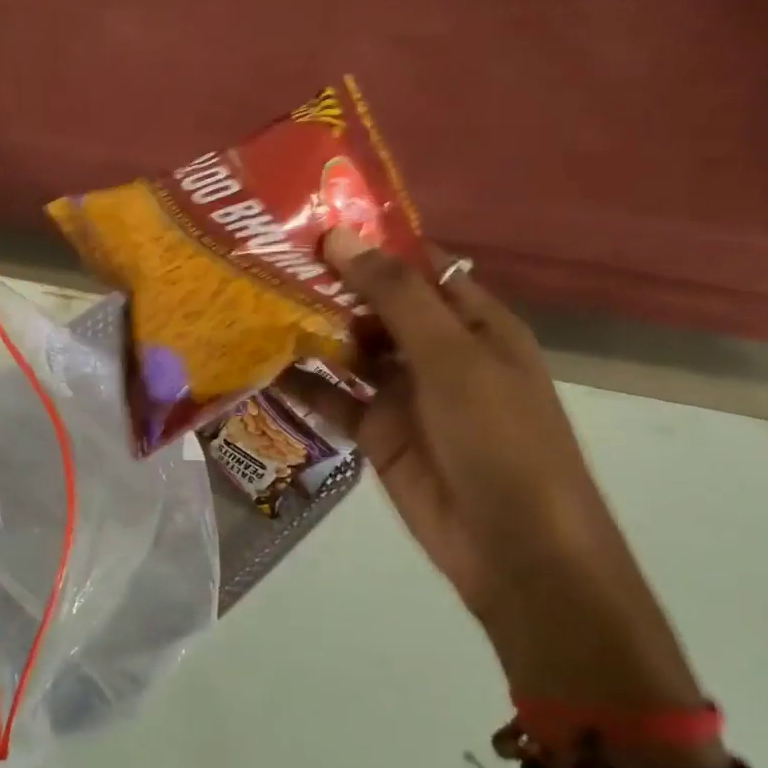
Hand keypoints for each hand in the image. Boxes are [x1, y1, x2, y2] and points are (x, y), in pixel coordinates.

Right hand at [285, 229, 700, 706]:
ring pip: (351, 349)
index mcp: (473, 321)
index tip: (312, 218)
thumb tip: (340, 236)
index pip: (418, 265)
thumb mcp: (452, 357)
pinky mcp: (377, 431)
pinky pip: (334, 398)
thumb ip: (395, 296)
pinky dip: (302, 383)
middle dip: (329, 283)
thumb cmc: (498, 437)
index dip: (371, 241)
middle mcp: (438, 349)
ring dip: (310, 329)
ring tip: (252, 298)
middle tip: (264, 255)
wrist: (514, 548)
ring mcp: (405, 392)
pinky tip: (259, 363)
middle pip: (377, 304)